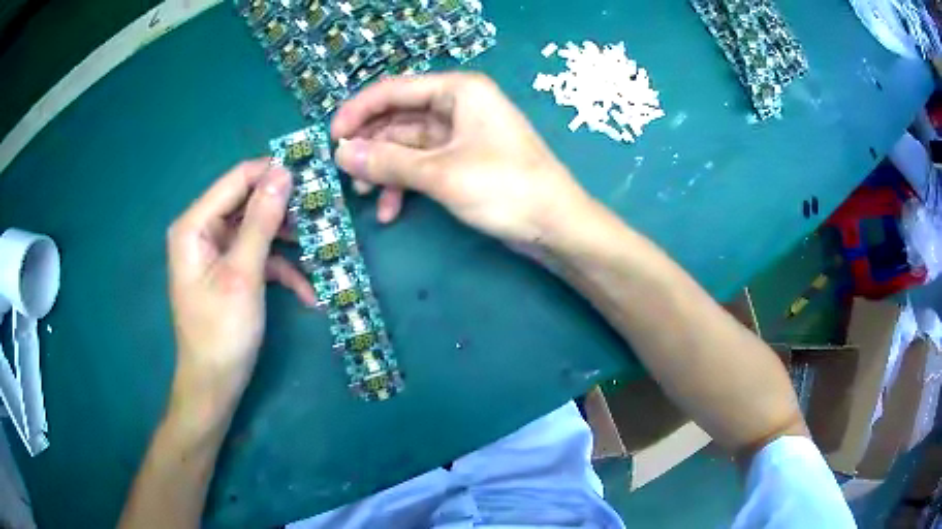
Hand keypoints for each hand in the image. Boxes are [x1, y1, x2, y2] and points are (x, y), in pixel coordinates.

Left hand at [166, 160, 315, 414]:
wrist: (214, 385)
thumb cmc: (222, 331)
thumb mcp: (243, 274)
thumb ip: (261, 220)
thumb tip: (284, 172)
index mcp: (194, 225)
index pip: (237, 180)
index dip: (273, 172)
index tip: (313, 173)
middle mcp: (202, 231)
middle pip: (248, 204)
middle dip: (285, 211)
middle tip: (323, 214)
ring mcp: (216, 252)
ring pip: (258, 230)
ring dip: (288, 243)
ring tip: (322, 251)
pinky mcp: (229, 271)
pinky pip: (258, 257)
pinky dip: (282, 271)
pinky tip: (308, 292)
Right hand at [331, 72, 594, 244]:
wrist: (556, 225)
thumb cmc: (504, 188)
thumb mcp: (440, 173)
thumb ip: (387, 162)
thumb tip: (341, 153)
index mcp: (458, 90)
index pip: (395, 89)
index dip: (359, 111)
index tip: (331, 137)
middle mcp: (458, 105)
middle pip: (399, 117)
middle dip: (371, 146)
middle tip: (344, 172)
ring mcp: (461, 134)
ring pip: (408, 145)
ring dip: (384, 169)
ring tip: (365, 195)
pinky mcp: (463, 160)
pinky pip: (423, 164)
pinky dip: (405, 184)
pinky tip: (391, 210)